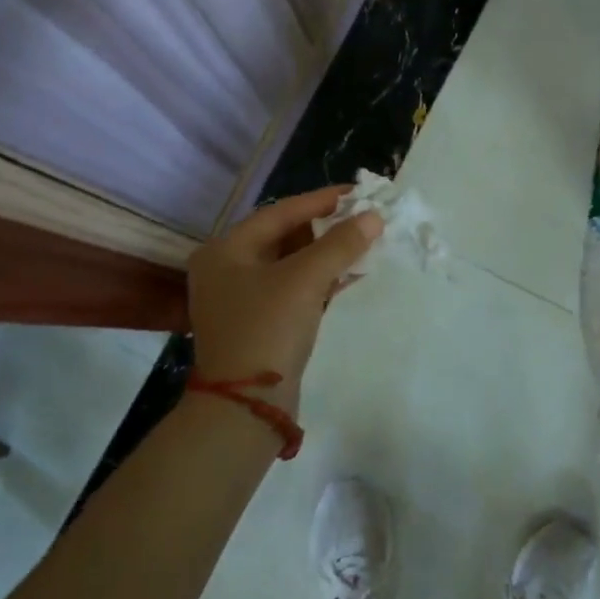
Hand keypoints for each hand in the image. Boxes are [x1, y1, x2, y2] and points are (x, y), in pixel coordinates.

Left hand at [188, 187, 381, 410]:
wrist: (246, 406)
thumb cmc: (268, 329)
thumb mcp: (305, 280)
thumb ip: (340, 244)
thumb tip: (374, 217)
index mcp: (225, 250)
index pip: (280, 212)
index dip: (321, 201)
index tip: (357, 192)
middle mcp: (227, 269)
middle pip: (285, 236)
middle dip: (326, 227)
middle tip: (363, 216)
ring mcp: (242, 298)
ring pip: (291, 263)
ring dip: (327, 253)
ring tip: (364, 240)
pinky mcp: (260, 322)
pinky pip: (294, 287)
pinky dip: (321, 278)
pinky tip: (351, 273)